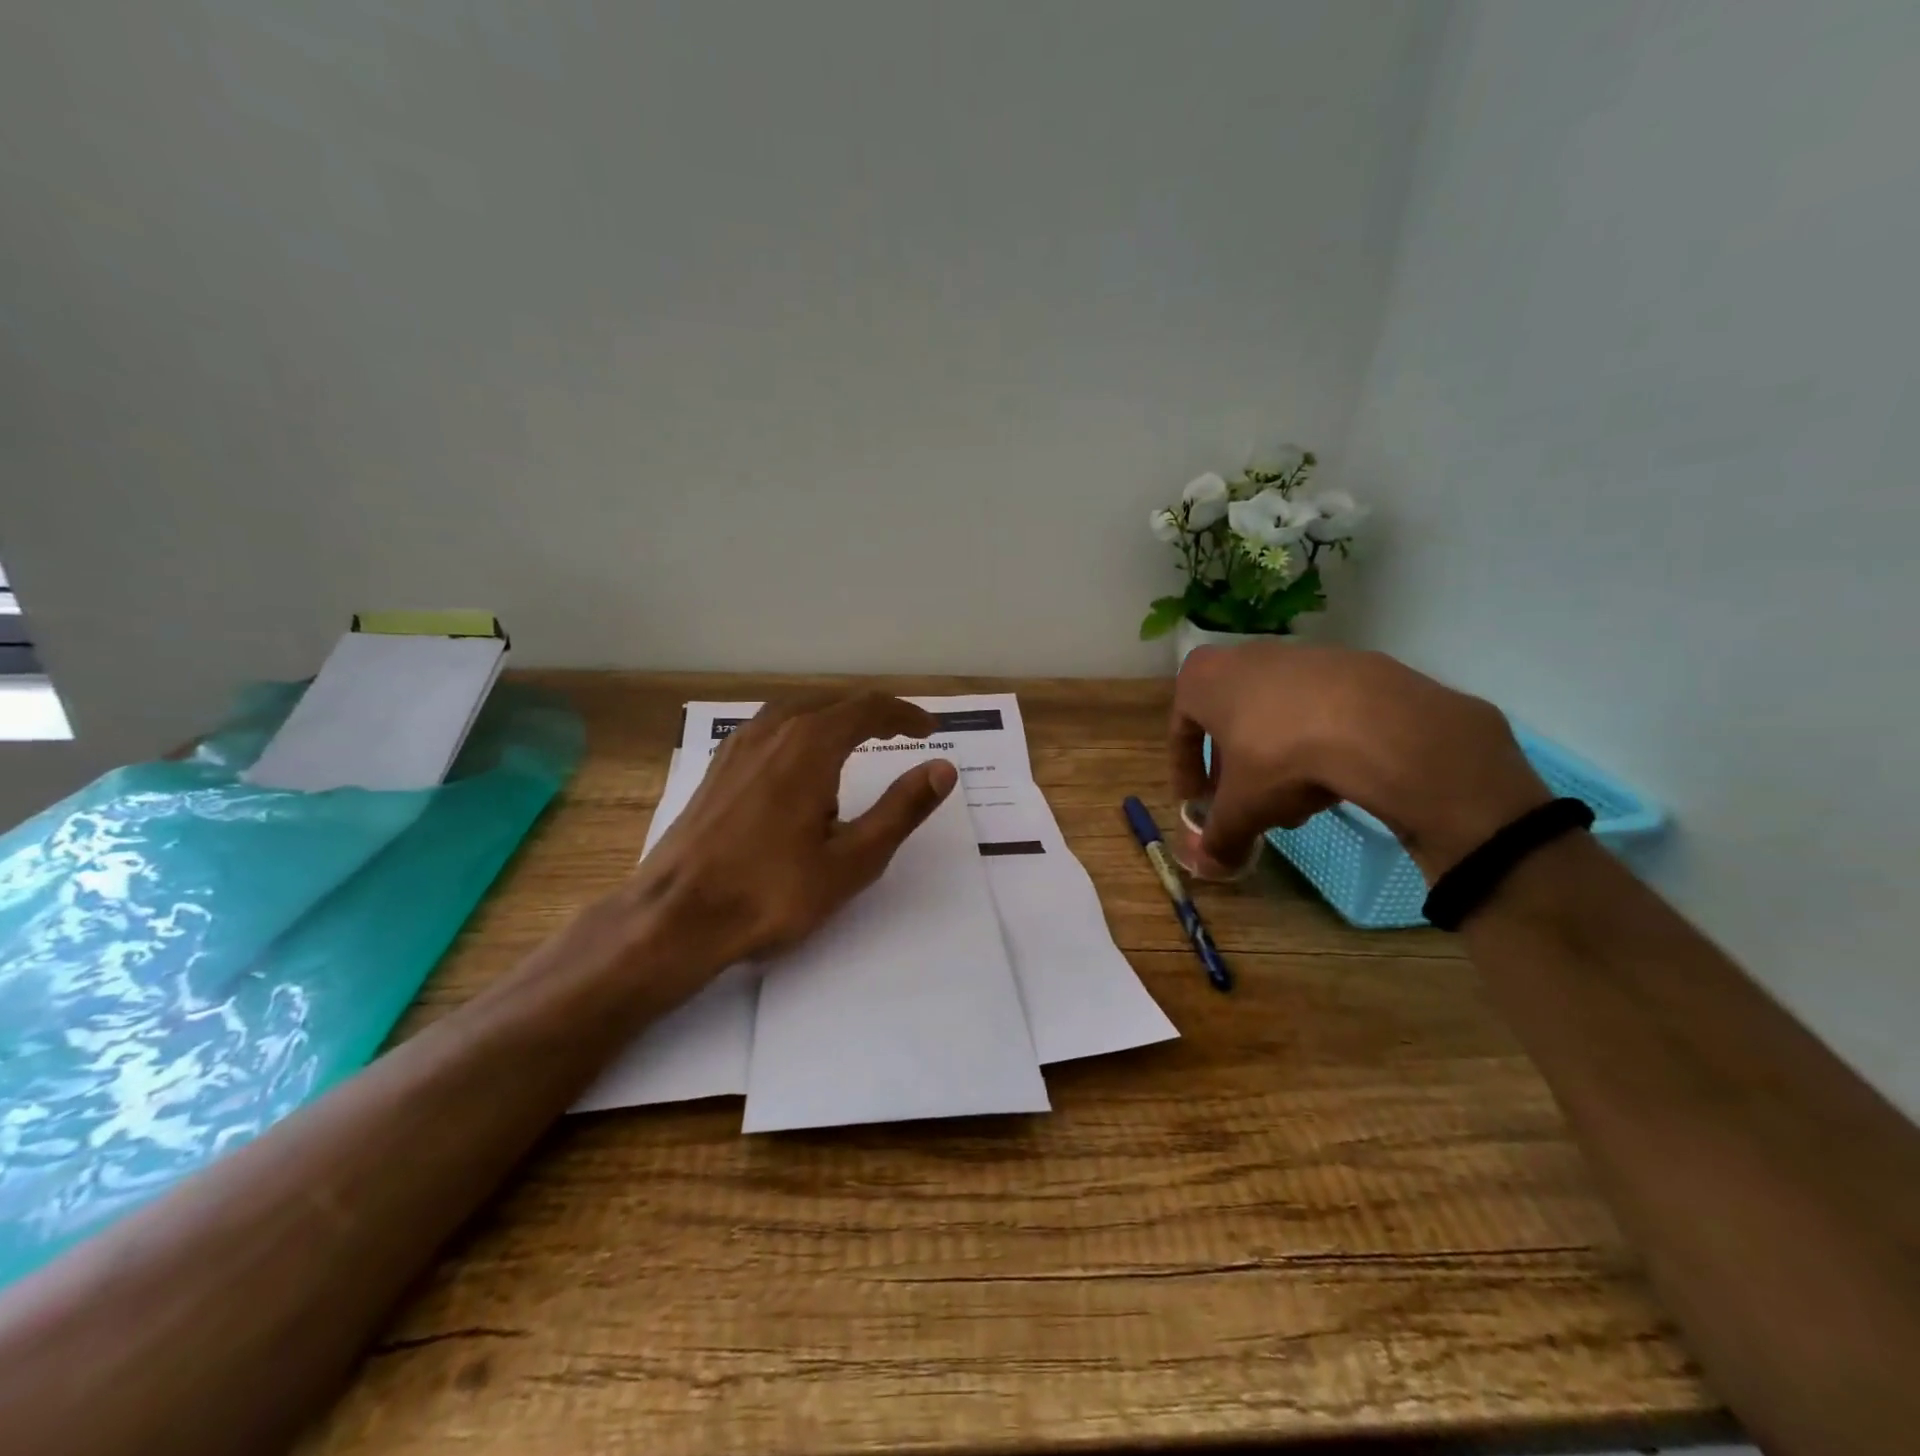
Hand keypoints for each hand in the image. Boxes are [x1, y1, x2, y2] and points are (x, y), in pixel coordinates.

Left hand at [629, 691, 957, 973]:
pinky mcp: (719, 765)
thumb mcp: (852, 859)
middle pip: (834, 702)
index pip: (869, 708)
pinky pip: (772, 727)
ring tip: (861, 741)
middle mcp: (773, 730)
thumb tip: (943, 769)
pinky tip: (803, 760)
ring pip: (799, 710)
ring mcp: (739, 744)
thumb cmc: (772, 893)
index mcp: (810, 744)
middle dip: (873, 714)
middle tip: (903, 734)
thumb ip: (901, 809)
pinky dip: (803, 729)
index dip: (905, 714)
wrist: (676, 917)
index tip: (930, 730)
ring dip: (836, 718)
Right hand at [1170, 644, 1549, 880]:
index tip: (1197, 802)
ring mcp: (1296, 656)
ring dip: (1274, 759)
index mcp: (1202, 680)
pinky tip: (1330, 778)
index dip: (1185, 772)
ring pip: (1272, 717)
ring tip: (1293, 802)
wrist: (1373, 724)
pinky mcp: (1346, 664)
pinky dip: (1313, 743)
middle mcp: (1242, 657)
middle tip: (1244, 802)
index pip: (1180, 730)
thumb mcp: (1241, 809)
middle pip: (1228, 721)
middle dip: (1234, 767)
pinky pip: (1314, 711)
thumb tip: (1209, 866)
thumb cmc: (1278, 757)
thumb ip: (1220, 837)